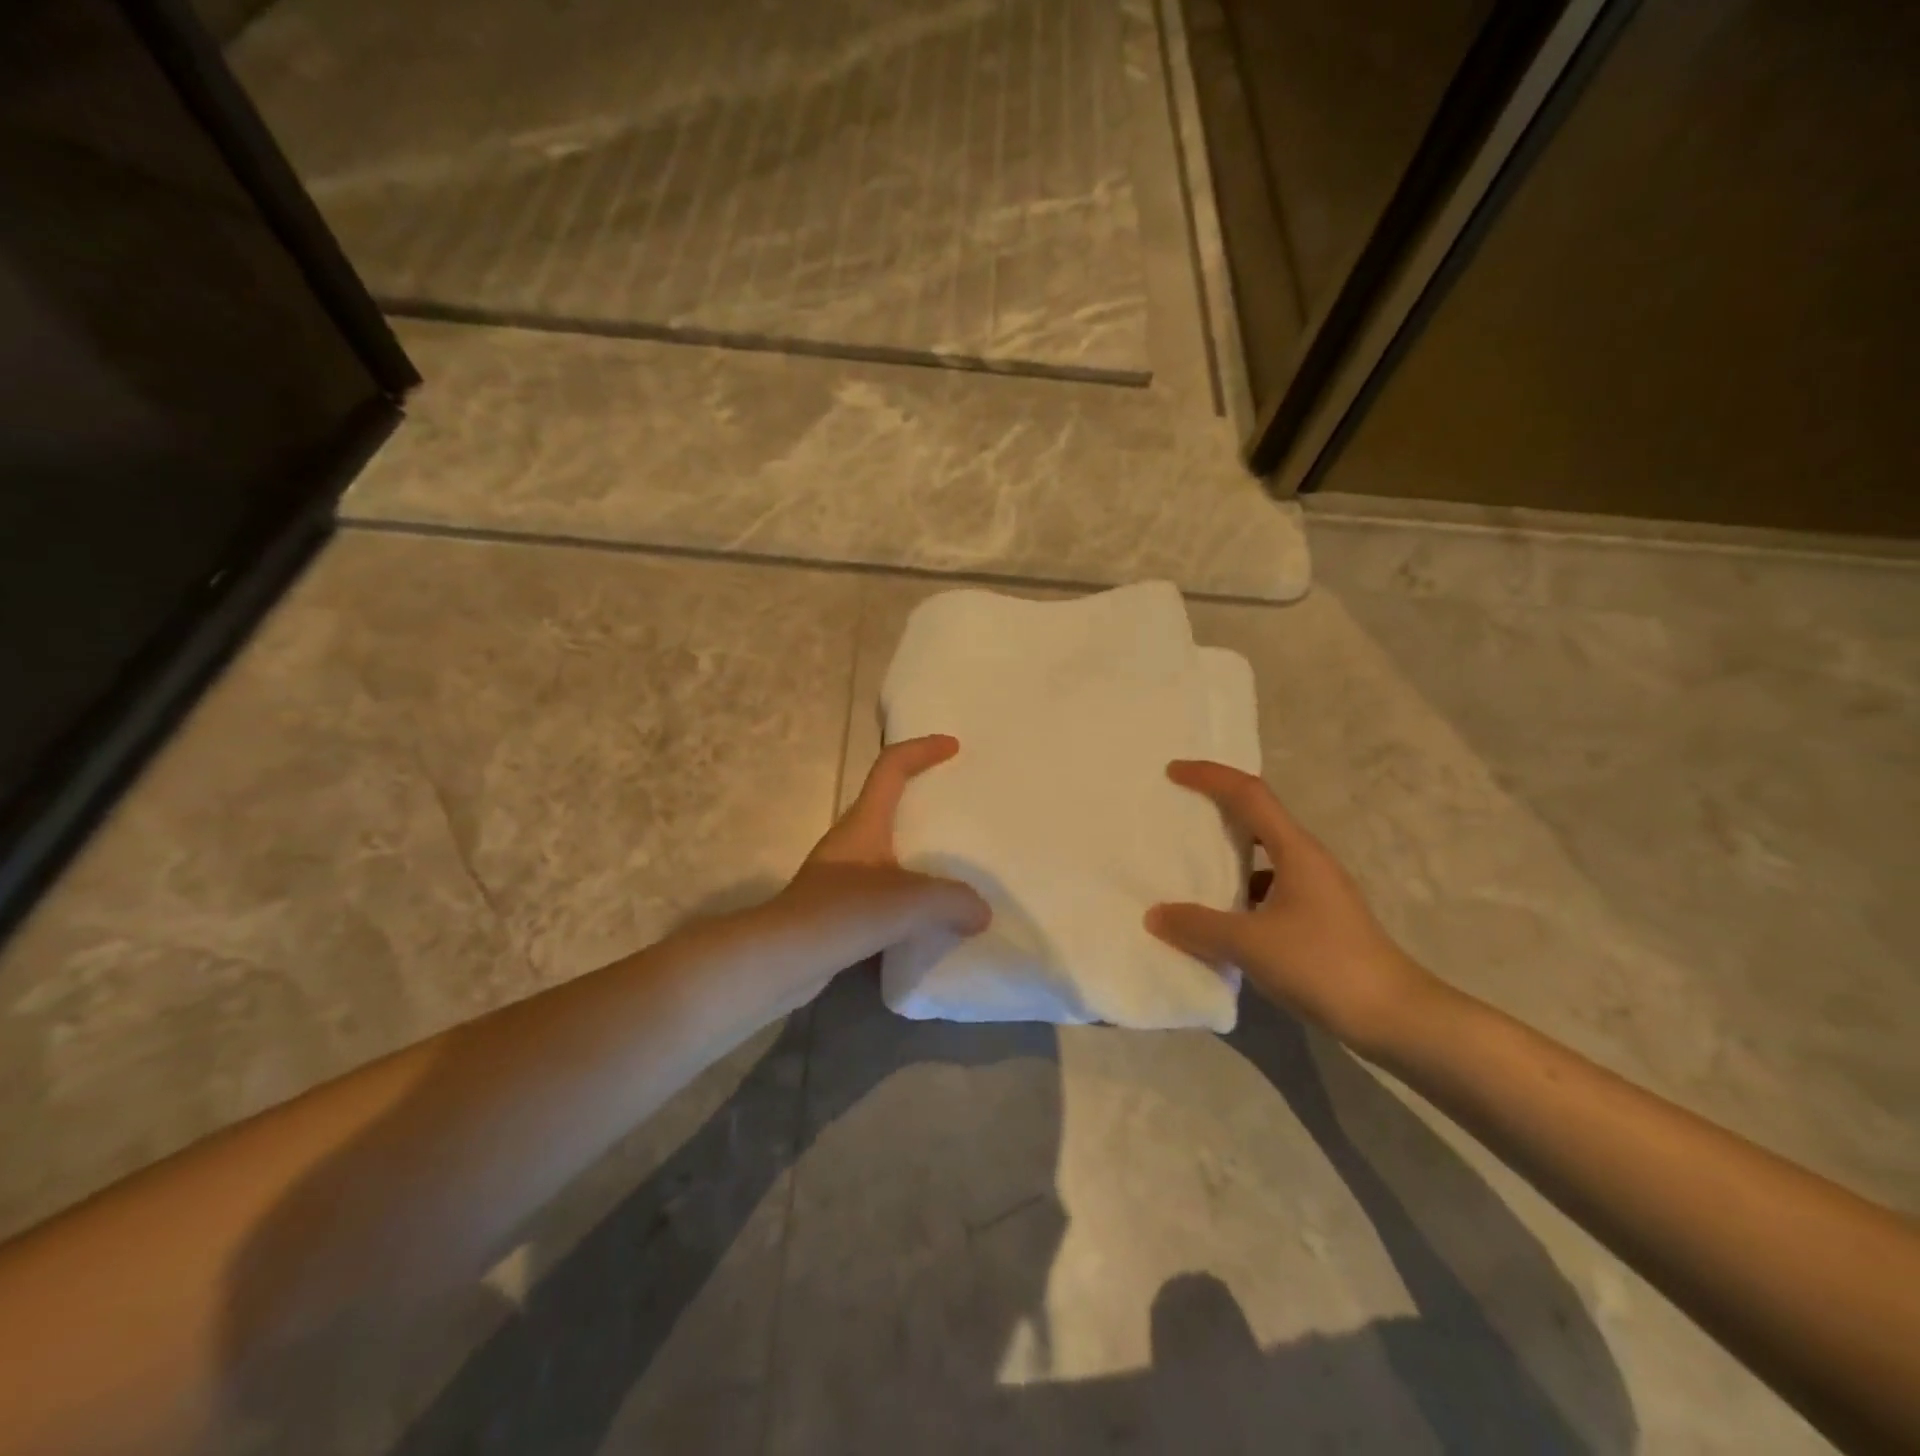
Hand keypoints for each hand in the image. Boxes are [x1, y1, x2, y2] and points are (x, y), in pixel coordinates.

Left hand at [770, 735, 990, 988]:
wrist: (777, 962)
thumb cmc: (840, 914)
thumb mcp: (908, 902)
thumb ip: (953, 901)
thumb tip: (981, 913)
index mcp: (864, 823)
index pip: (891, 767)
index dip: (921, 750)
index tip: (953, 747)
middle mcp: (851, 842)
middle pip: (890, 806)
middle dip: (925, 802)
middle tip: (964, 812)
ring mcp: (841, 878)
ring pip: (889, 854)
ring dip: (920, 856)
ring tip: (958, 869)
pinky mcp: (839, 912)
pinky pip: (884, 893)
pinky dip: (910, 898)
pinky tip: (931, 920)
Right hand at [1146, 760, 1441, 1056]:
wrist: (1395, 1018)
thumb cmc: (1323, 965)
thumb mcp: (1251, 944)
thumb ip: (1198, 926)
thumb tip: (1155, 915)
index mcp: (1296, 851)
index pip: (1249, 794)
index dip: (1210, 777)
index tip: (1173, 772)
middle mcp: (1307, 860)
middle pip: (1257, 817)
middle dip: (1217, 807)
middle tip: (1177, 810)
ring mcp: (1316, 890)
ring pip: (1263, 856)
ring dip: (1228, 854)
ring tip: (1189, 864)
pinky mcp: (1318, 919)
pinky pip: (1268, 888)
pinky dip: (1240, 891)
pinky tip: (1220, 916)